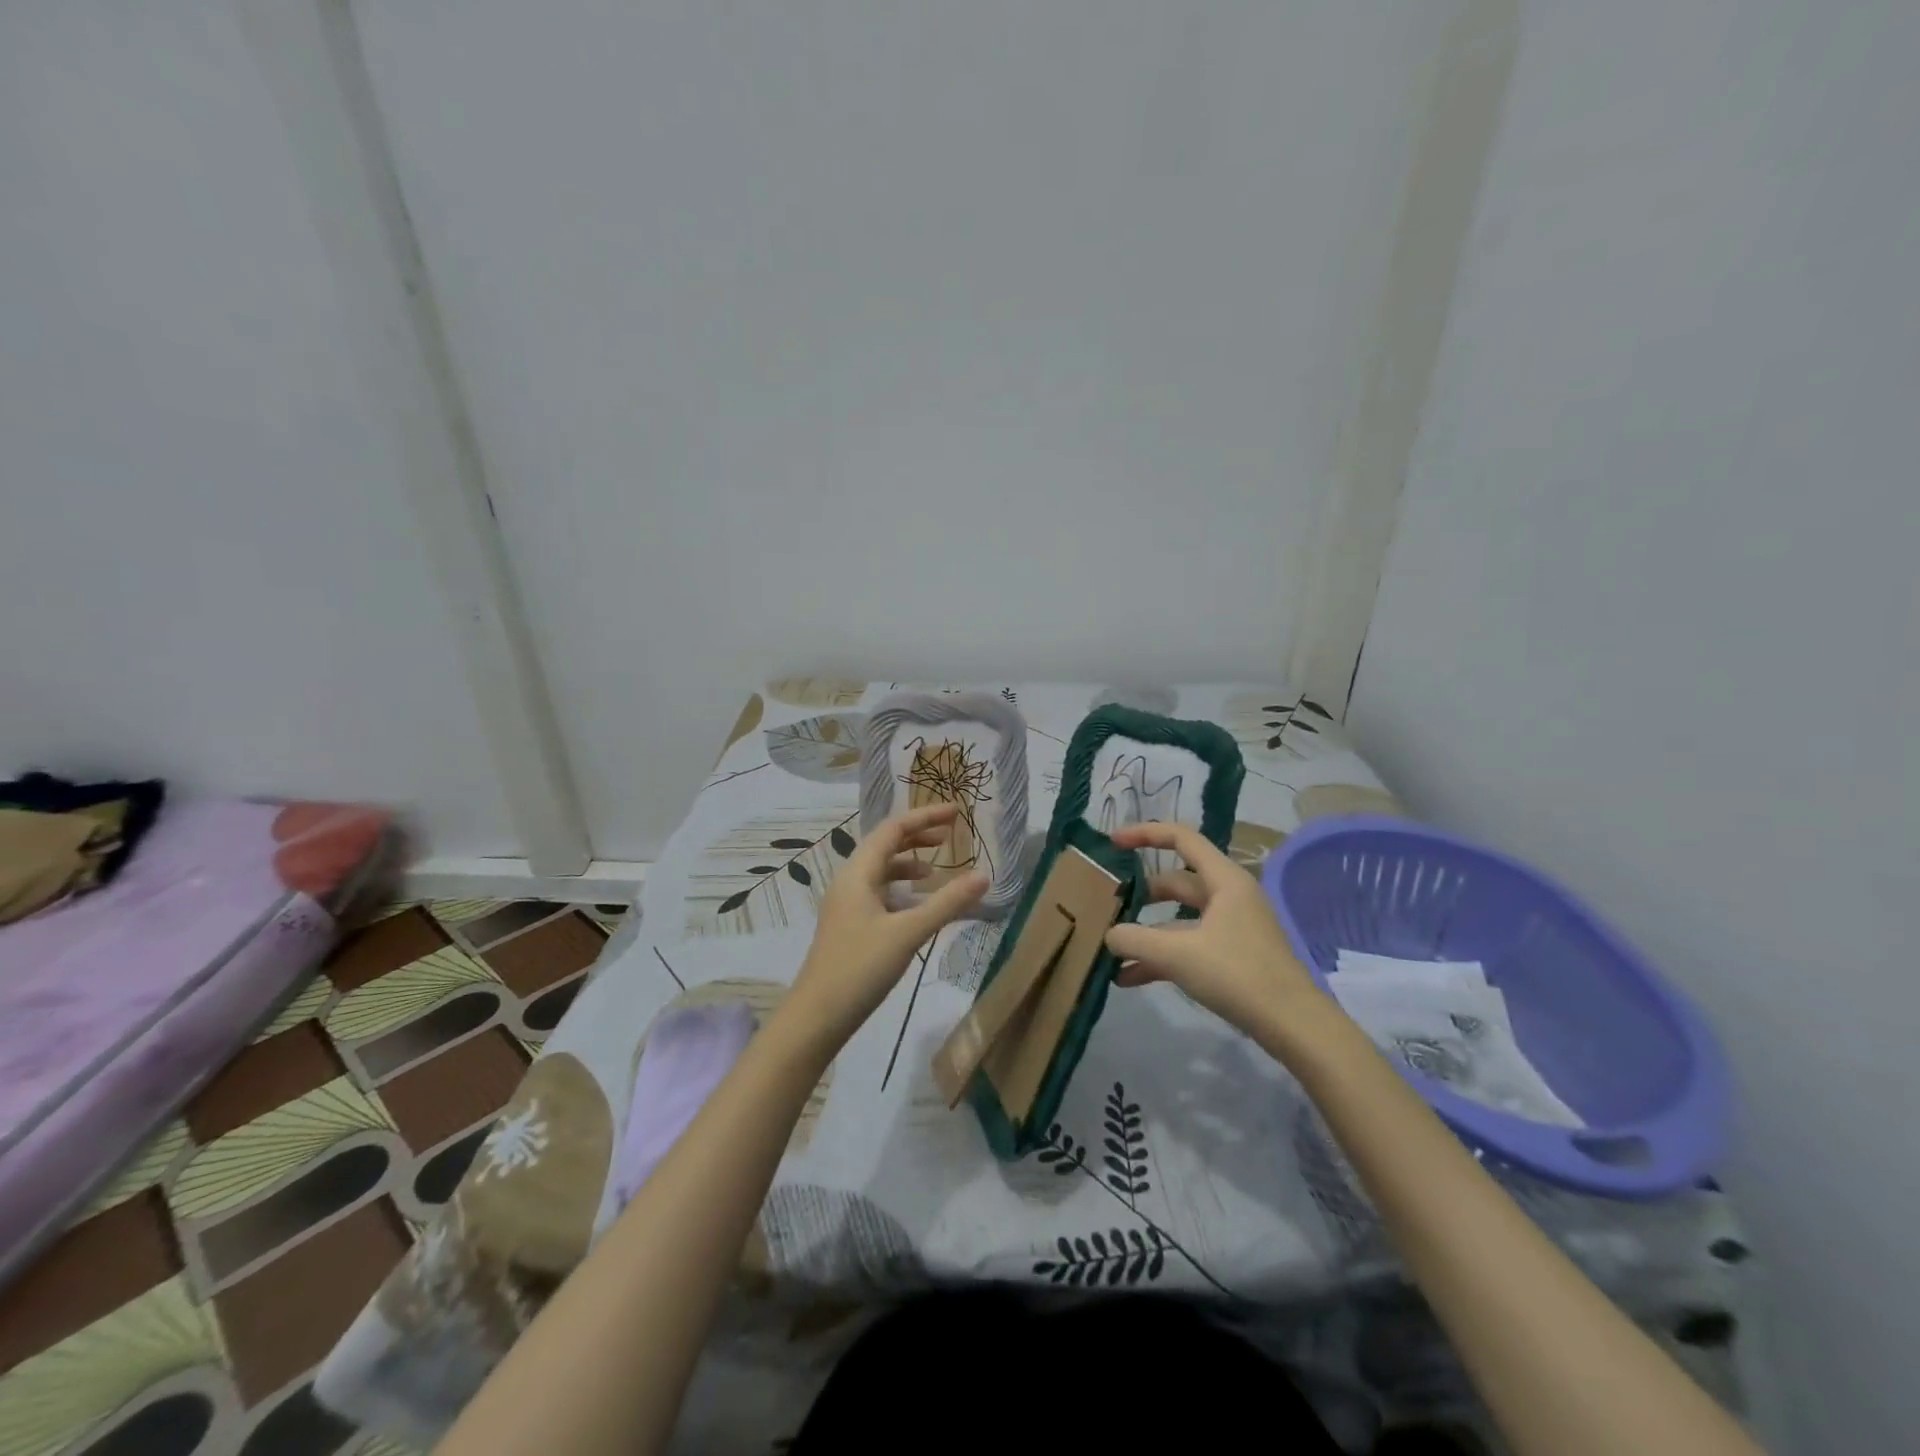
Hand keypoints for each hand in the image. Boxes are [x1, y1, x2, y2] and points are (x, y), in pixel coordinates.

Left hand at [785, 803, 987, 1045]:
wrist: (816, 1017)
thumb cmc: (860, 968)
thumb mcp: (908, 933)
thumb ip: (947, 903)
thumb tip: (984, 876)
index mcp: (858, 873)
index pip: (893, 829)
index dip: (925, 817)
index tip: (957, 813)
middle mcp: (849, 882)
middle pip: (885, 846)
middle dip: (917, 837)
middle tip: (950, 836)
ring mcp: (846, 905)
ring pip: (880, 872)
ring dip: (908, 865)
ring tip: (936, 873)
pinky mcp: (849, 927)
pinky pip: (878, 894)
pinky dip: (901, 891)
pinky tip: (917, 908)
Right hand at [1104, 821, 1321, 1033]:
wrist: (1293, 1025)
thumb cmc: (1238, 975)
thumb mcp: (1178, 955)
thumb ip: (1135, 940)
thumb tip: (1109, 935)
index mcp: (1224, 880)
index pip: (1181, 838)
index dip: (1145, 834)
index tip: (1113, 843)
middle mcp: (1228, 896)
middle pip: (1177, 881)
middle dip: (1142, 893)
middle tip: (1110, 903)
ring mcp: (1232, 927)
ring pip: (1179, 918)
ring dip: (1147, 932)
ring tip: (1113, 947)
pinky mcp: (1231, 955)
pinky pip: (1188, 945)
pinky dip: (1161, 957)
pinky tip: (1129, 978)